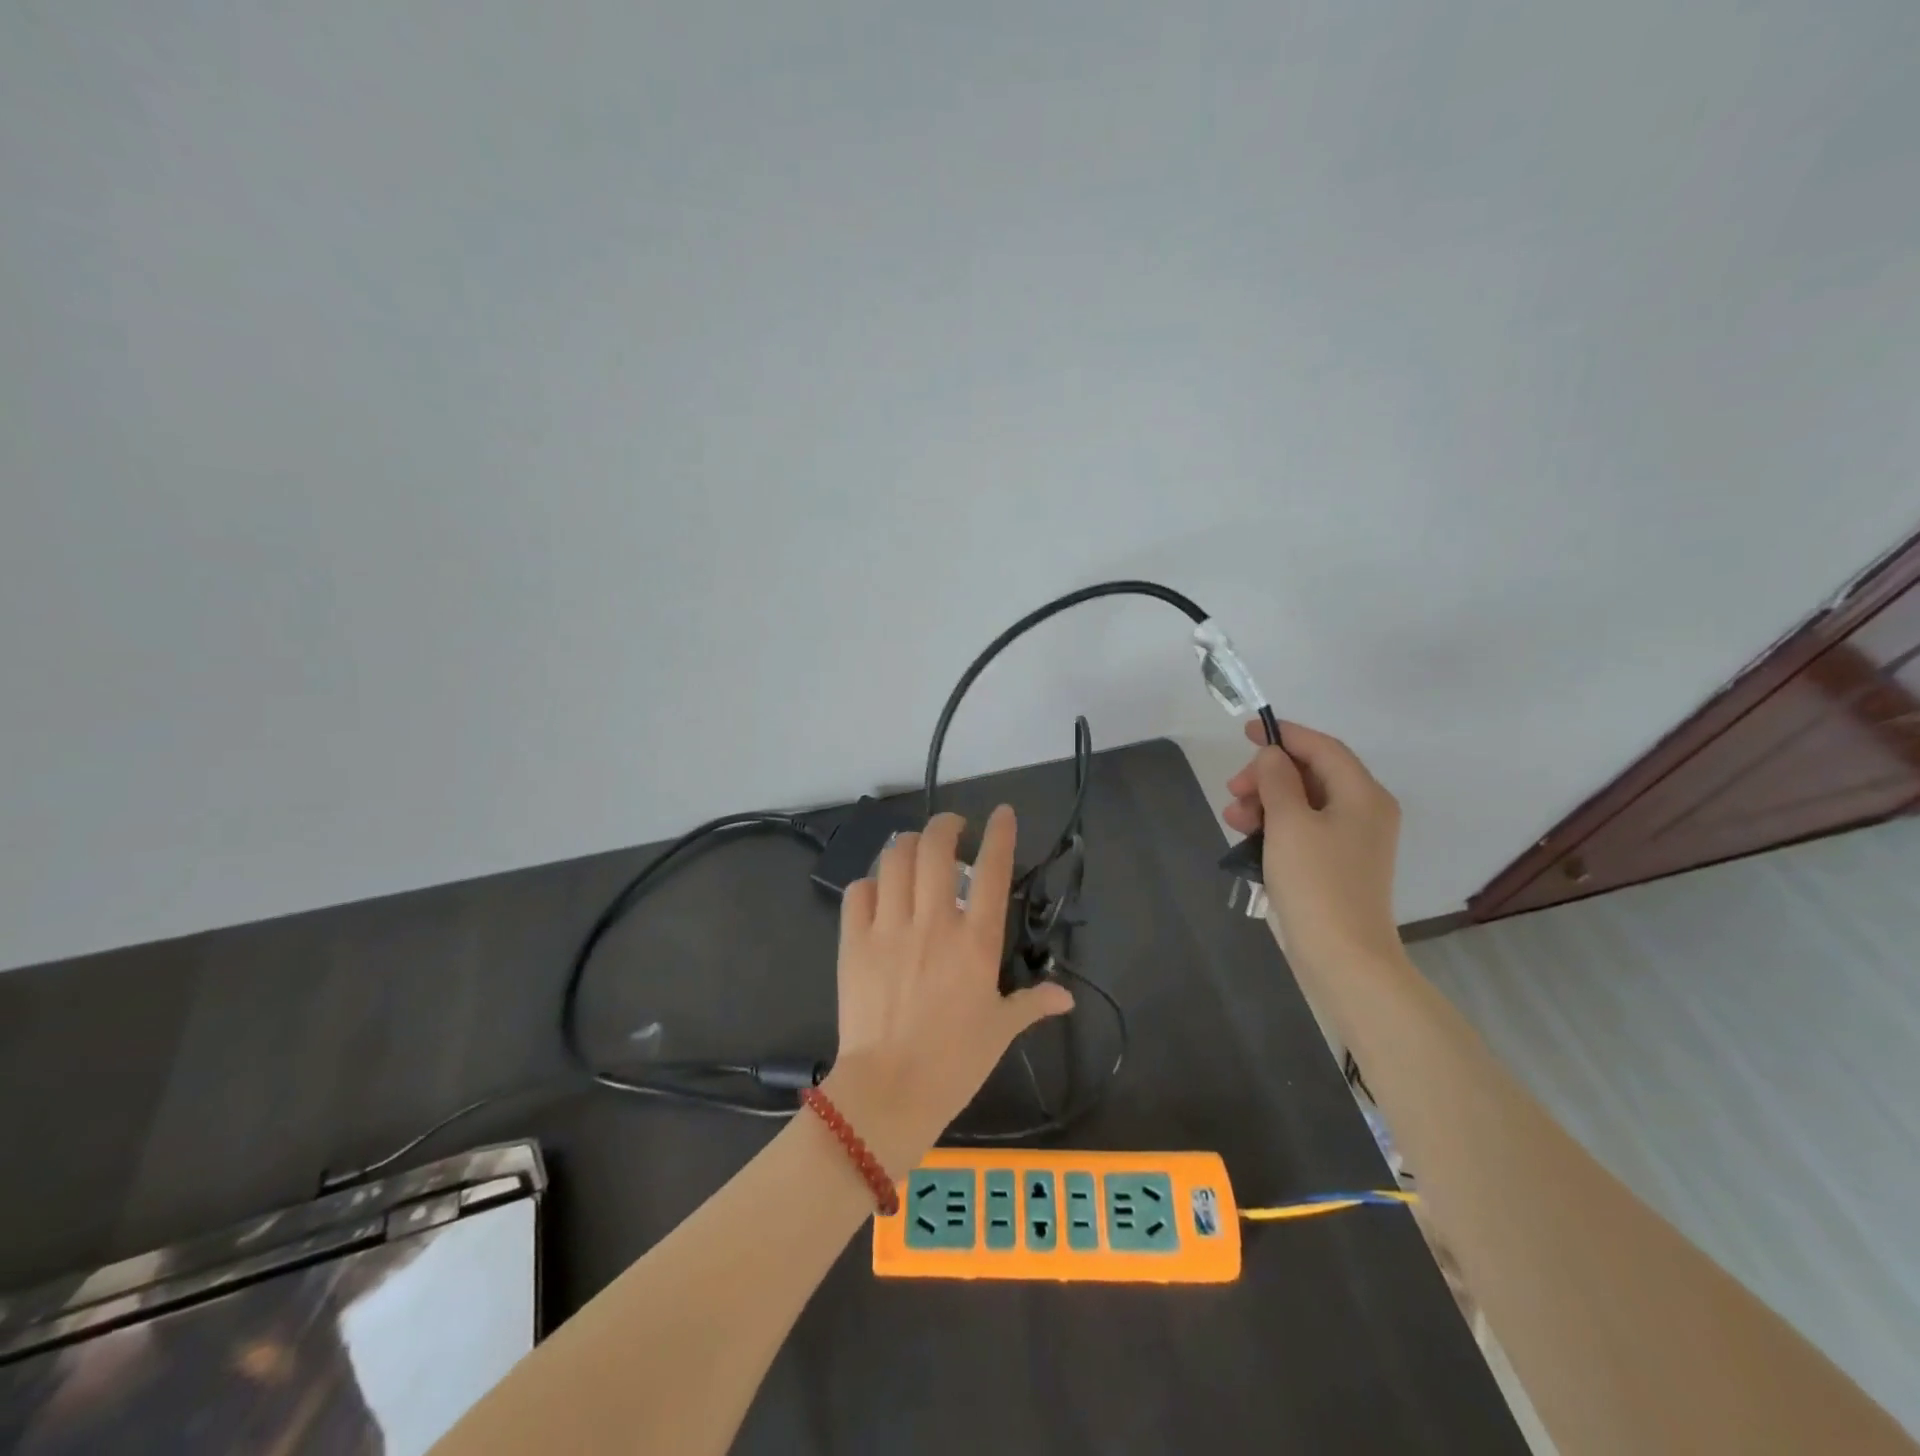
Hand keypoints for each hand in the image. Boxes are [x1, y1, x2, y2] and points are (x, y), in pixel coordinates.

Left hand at [821, 806, 1073, 1175]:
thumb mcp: (1000, 1031)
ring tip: (914, 850)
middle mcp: (934, 922)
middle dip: (945, 825)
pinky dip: (870, 882)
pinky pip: (859, 892)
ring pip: (895, 859)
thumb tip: (1066, 998)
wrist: (889, 1091)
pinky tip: (878, 890)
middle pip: (935, 848)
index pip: (994, 871)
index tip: (1002, 813)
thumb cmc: (954, 1063)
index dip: (1001, 834)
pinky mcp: (854, 941)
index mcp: (976, 942)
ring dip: (907, 845)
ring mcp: (890, 928)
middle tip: (952, 829)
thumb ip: (1033, 1004)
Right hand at [1223, 719, 1403, 972]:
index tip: (1246, 732)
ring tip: (1233, 818)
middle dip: (1268, 776)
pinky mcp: (1338, 865)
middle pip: (1311, 774)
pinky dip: (1275, 826)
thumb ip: (1276, 779)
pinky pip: (1303, 830)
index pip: (1322, 747)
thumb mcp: (1288, 822)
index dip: (1284, 735)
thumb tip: (1271, 756)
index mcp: (1362, 794)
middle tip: (1233, 790)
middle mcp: (1365, 811)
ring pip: (1303, 803)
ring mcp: (1353, 841)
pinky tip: (1247, 837)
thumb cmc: (1316, 882)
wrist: (1343, 958)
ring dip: (1265, 803)